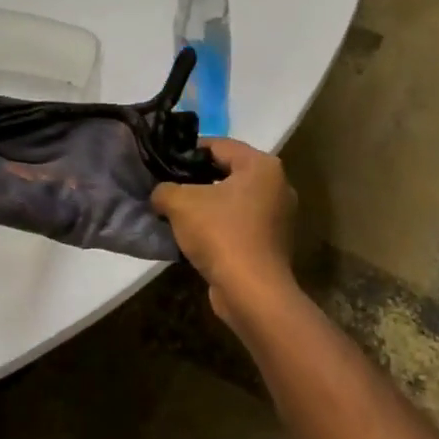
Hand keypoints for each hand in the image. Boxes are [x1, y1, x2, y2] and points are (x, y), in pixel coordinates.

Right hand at [152, 140, 300, 328]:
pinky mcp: (273, 242)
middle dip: (197, 178)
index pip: (219, 145)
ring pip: (234, 200)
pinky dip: (219, 225)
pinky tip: (194, 235)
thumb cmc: (221, 234)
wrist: (252, 292)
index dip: (188, 151)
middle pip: (228, 171)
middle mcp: (277, 185)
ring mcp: (278, 216)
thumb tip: (161, 194)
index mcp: (262, 165)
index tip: (164, 161)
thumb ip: (165, 189)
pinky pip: (240, 223)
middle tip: (168, 186)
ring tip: (176, 212)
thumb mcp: (181, 203)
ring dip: (207, 204)